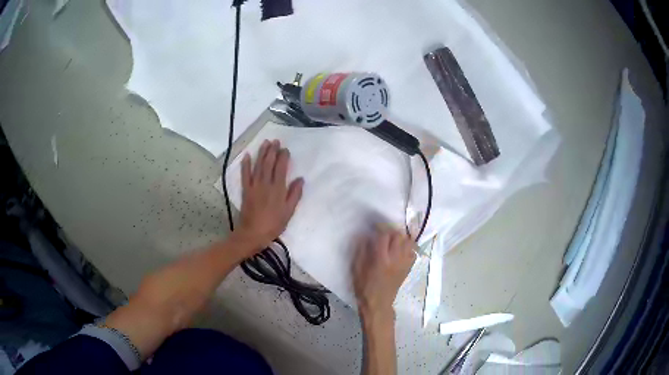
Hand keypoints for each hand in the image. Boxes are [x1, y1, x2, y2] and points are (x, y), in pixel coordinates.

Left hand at [238, 139, 303, 253]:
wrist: (253, 233)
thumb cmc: (274, 224)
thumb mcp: (289, 212)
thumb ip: (295, 194)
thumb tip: (300, 179)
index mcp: (278, 189)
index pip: (281, 168)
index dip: (283, 157)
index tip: (285, 149)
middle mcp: (266, 184)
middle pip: (269, 164)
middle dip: (272, 151)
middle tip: (275, 141)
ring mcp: (254, 186)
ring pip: (258, 166)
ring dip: (261, 153)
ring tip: (265, 142)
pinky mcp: (245, 190)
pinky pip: (245, 174)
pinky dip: (246, 164)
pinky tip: (247, 155)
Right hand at [353, 227, 415, 317]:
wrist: (378, 304)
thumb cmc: (364, 287)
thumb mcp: (356, 268)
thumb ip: (361, 250)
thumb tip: (365, 235)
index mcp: (381, 259)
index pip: (384, 236)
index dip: (380, 228)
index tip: (374, 227)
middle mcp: (395, 259)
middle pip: (399, 236)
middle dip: (391, 231)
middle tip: (384, 232)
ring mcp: (404, 263)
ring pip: (408, 242)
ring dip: (401, 237)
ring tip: (393, 239)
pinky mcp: (408, 268)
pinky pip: (413, 252)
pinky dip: (408, 247)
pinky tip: (400, 249)